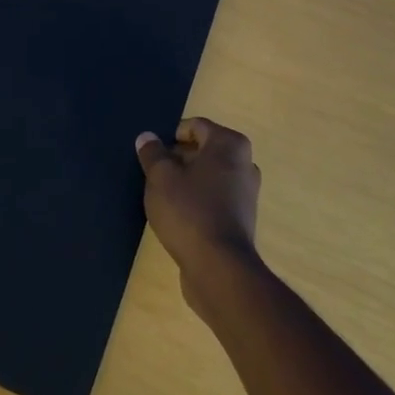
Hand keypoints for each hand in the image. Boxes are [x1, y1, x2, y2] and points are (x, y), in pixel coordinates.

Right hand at [136, 118, 261, 305]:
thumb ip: (152, 154)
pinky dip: (198, 201)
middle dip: (178, 159)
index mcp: (229, 145)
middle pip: (204, 150)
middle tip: (154, 174)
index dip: (170, 136)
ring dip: (187, 181)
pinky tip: (178, 216)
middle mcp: (245, 164)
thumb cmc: (189, 210)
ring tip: (163, 196)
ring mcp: (246, 193)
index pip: (195, 126)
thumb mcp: (160, 177)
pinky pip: (215, 198)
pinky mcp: (242, 219)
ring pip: (209, 176)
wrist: (219, 268)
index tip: (152, 154)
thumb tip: (147, 137)